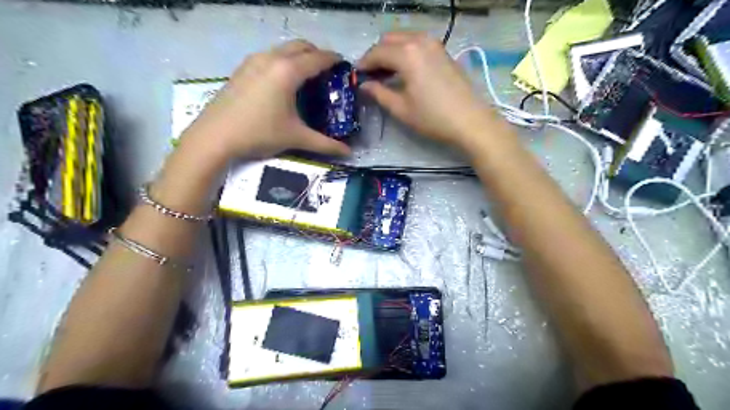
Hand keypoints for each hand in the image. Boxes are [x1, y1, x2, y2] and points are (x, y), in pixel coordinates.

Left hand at [182, 41, 353, 160]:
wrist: (215, 136)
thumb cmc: (260, 133)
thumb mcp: (296, 137)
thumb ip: (325, 144)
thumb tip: (348, 152)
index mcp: (288, 71)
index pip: (318, 58)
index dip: (334, 60)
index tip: (345, 67)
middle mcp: (272, 58)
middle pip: (301, 46)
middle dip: (318, 54)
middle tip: (328, 74)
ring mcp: (254, 60)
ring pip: (284, 49)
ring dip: (299, 56)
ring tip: (307, 78)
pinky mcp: (242, 68)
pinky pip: (270, 56)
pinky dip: (283, 61)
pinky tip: (283, 83)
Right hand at [357, 32, 499, 149]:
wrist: (470, 121)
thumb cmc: (433, 118)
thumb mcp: (401, 108)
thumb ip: (379, 93)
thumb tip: (364, 86)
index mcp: (407, 54)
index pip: (377, 52)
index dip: (364, 63)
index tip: (358, 77)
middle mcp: (420, 41)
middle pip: (389, 39)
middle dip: (377, 55)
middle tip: (371, 76)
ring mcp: (435, 44)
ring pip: (404, 39)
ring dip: (391, 52)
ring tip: (386, 74)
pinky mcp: (443, 51)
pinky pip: (417, 43)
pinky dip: (406, 52)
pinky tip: (404, 71)